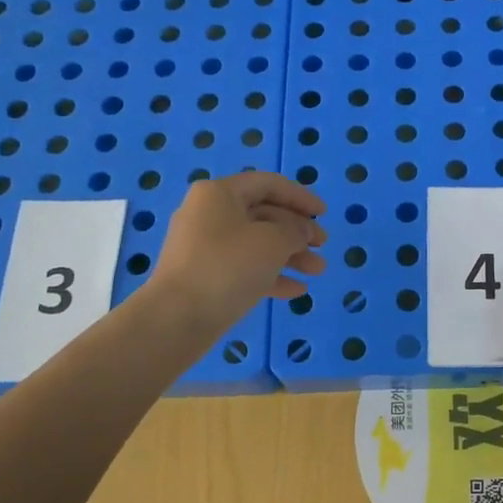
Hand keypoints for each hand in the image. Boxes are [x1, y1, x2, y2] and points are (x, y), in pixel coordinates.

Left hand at [152, 172, 326, 324]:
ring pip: (257, 243)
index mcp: (220, 193)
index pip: (269, 184)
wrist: (177, 318)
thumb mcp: (273, 242)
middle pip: (264, 214)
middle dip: (298, 231)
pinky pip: (244, 268)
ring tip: (318, 271)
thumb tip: (300, 232)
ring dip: (290, 255)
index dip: (301, 196)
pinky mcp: (205, 276)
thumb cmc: (228, 267)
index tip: (324, 214)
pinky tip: (297, 290)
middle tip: (323, 246)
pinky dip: (271, 275)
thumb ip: (296, 231)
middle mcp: (209, 214)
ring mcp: (205, 247)